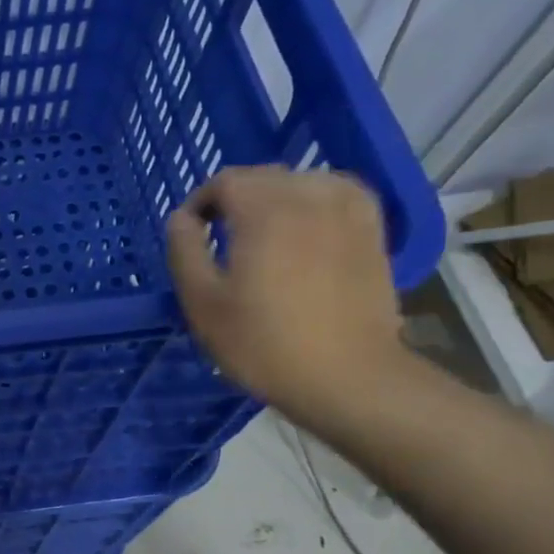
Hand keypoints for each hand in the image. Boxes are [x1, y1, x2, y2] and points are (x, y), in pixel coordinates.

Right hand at [166, 166, 409, 429]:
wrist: (346, 376)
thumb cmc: (263, 343)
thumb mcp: (202, 302)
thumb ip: (184, 251)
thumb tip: (181, 219)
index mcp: (264, 210)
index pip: (225, 181)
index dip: (200, 203)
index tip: (189, 234)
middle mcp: (309, 196)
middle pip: (263, 177)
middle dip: (235, 200)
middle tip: (219, 240)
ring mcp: (348, 210)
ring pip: (302, 181)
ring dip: (274, 199)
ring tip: (261, 235)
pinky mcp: (373, 230)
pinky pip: (337, 195)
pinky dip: (314, 203)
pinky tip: (305, 230)